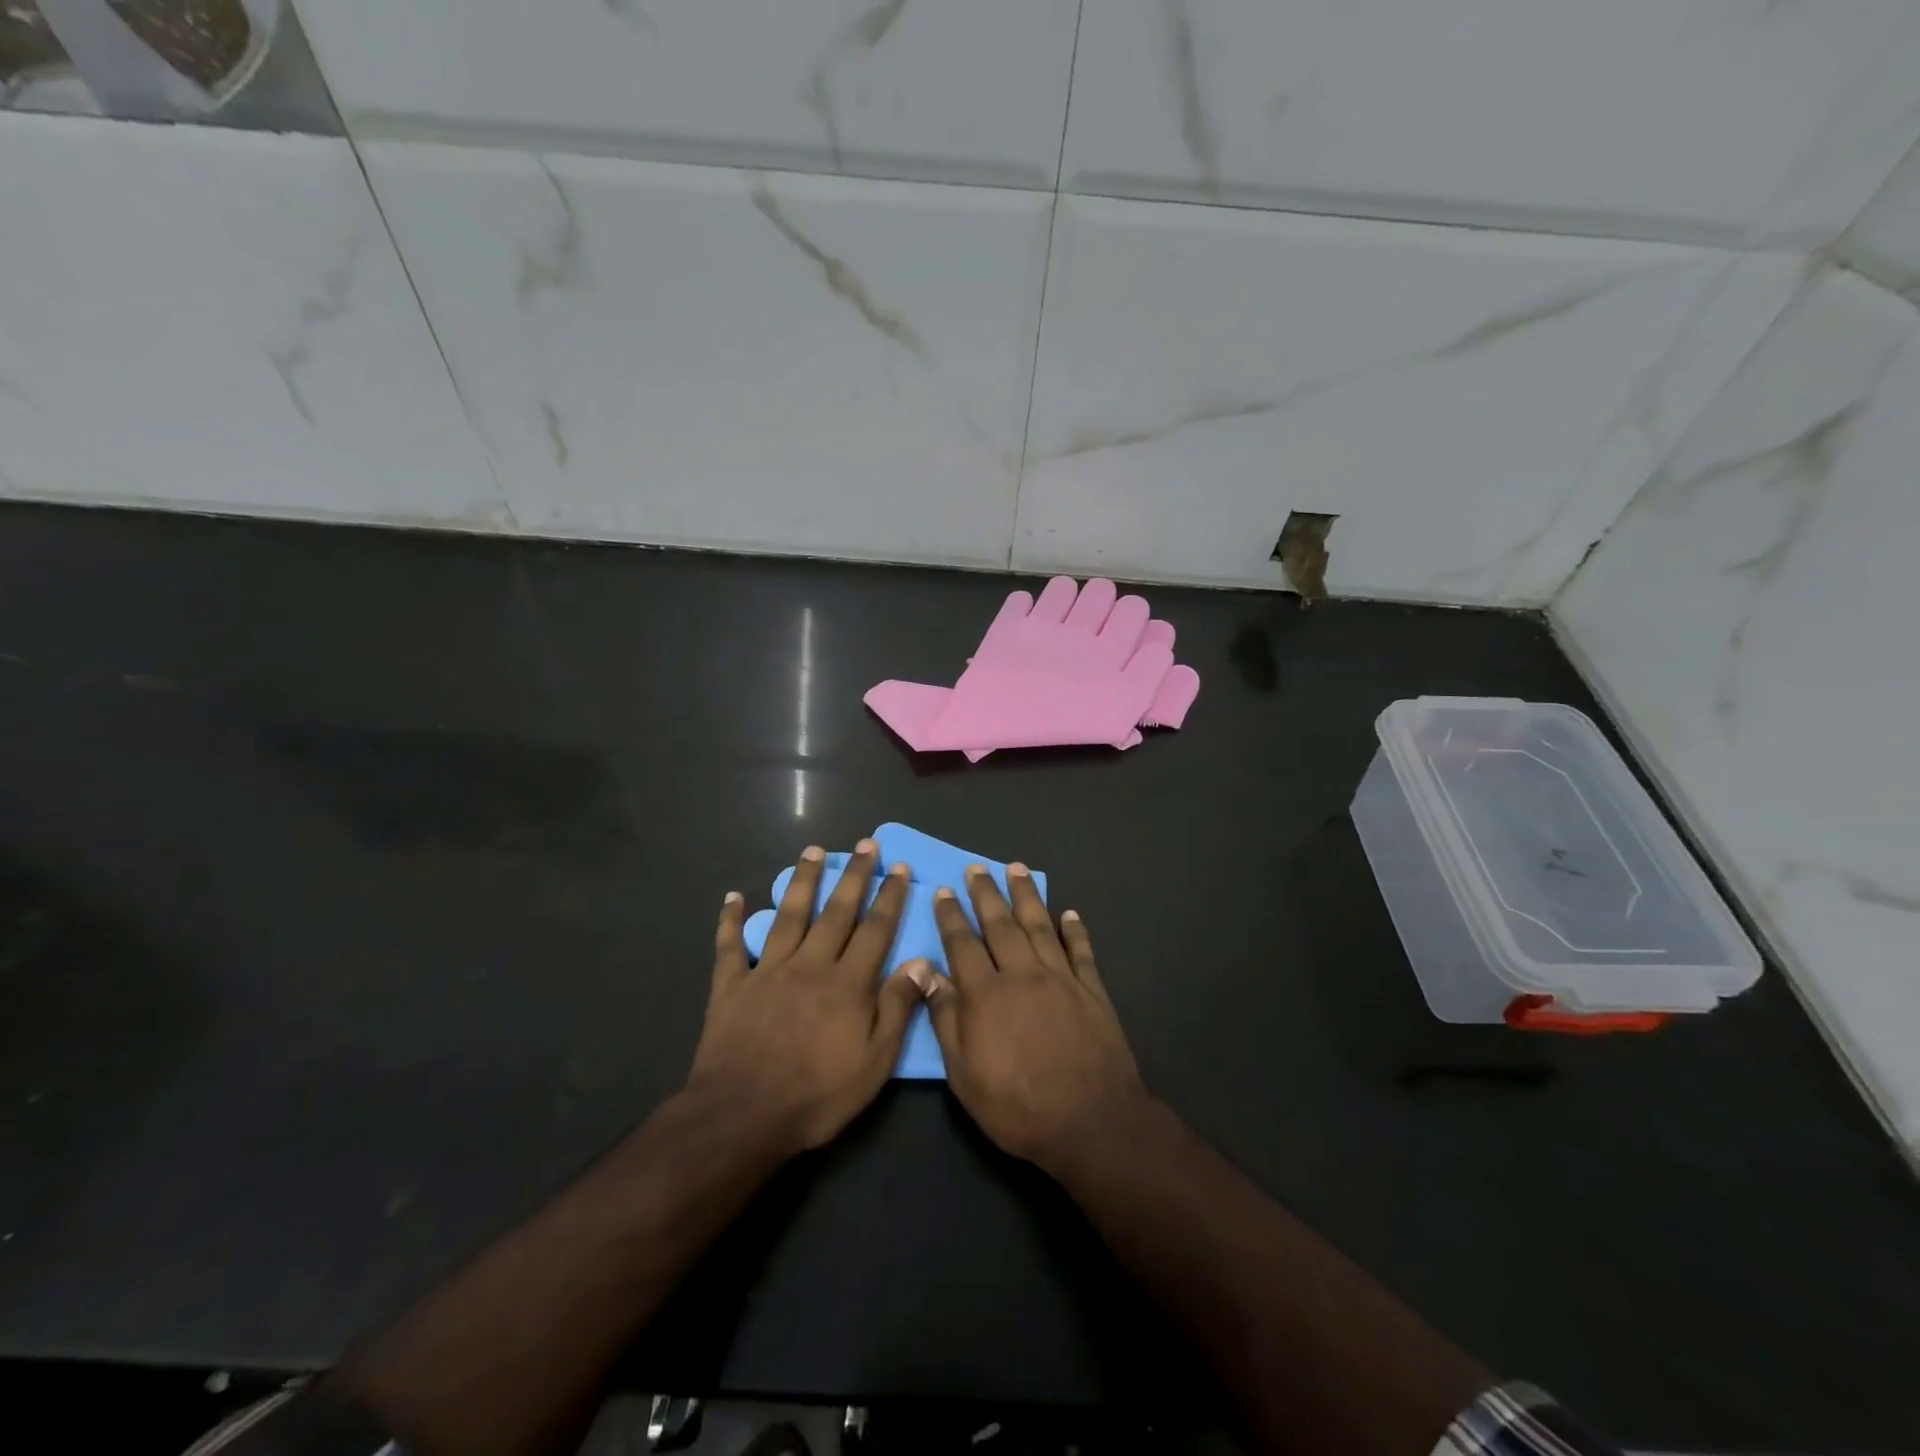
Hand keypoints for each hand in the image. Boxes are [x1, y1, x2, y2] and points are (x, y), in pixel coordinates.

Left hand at [691, 841, 933, 1154]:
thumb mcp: (873, 1064)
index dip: (889, 897)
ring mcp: (768, 971)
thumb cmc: (816, 1096)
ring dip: (802, 880)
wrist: (741, 1117)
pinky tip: (733, 896)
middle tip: (866, 844)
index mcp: (847, 983)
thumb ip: (897, 1009)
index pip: (875, 929)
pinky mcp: (732, 985)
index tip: (898, 868)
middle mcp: (810, 965)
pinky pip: (730, 946)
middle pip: (836, 911)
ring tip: (813, 850)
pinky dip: (731, 920)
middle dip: (854, 875)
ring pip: (789, 914)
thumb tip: (920, 962)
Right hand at [924, 864, 1146, 1173]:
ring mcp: (1061, 978)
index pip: (963, 945)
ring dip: (1026, 895)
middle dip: (986, 893)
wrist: (1091, 1121)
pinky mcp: (1092, 990)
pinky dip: (1075, 930)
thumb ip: (947, 1020)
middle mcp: (1022, 974)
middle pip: (1001, 924)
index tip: (943, 892)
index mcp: (987, 995)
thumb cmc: (1018, 1106)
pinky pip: (1081, 950)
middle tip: (977, 867)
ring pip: (1040, 926)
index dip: (951, 916)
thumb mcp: (965, 1075)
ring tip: (1017, 869)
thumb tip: (927, 974)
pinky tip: (1069, 913)